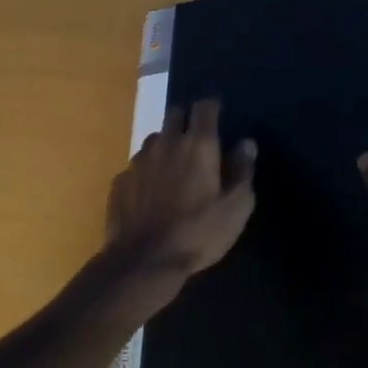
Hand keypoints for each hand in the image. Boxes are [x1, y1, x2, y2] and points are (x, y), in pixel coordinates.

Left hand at [106, 99, 256, 291]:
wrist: (143, 261)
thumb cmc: (198, 233)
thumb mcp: (235, 208)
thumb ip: (242, 171)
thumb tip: (246, 143)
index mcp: (198, 145)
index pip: (204, 107)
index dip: (212, 107)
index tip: (218, 113)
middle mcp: (166, 143)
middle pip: (175, 114)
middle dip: (186, 120)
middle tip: (196, 140)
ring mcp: (139, 160)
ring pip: (154, 139)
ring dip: (166, 145)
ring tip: (173, 167)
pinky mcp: (121, 180)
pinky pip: (137, 165)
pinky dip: (148, 171)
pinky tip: (151, 193)